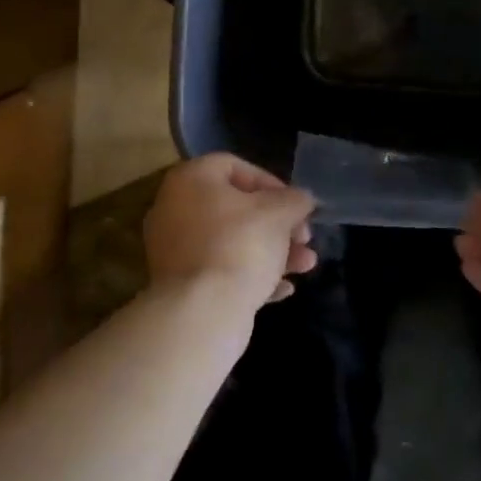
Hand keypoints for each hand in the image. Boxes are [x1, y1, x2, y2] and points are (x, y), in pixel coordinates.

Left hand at [144, 154, 318, 314]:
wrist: (202, 313)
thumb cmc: (240, 245)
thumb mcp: (279, 213)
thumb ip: (295, 199)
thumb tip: (302, 199)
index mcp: (190, 180)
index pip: (235, 166)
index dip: (271, 183)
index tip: (295, 205)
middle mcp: (175, 209)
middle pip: (236, 208)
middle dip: (278, 224)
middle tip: (304, 238)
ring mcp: (174, 250)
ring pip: (232, 242)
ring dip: (272, 251)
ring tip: (306, 266)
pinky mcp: (180, 285)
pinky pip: (221, 271)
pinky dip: (251, 276)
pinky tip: (283, 289)